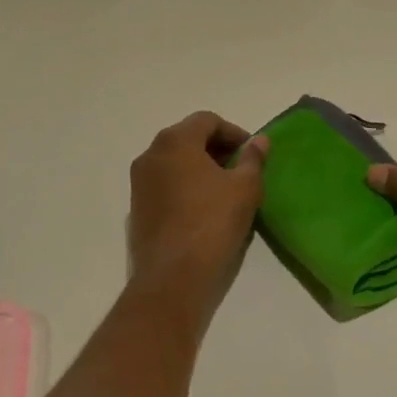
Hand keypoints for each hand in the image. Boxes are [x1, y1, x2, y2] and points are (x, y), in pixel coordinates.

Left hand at [127, 112, 268, 321]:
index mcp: (175, 141)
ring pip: (174, 162)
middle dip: (216, 149)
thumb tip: (260, 141)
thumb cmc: (212, 223)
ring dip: (200, 168)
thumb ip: (253, 159)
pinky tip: (204, 209)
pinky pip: (165, 184)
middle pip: (188, 138)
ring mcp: (139, 182)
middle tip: (241, 170)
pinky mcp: (136, 208)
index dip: (234, 133)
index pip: (207, 120)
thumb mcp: (245, 188)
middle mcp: (151, 154)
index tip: (252, 154)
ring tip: (225, 190)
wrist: (173, 276)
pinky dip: (185, 186)